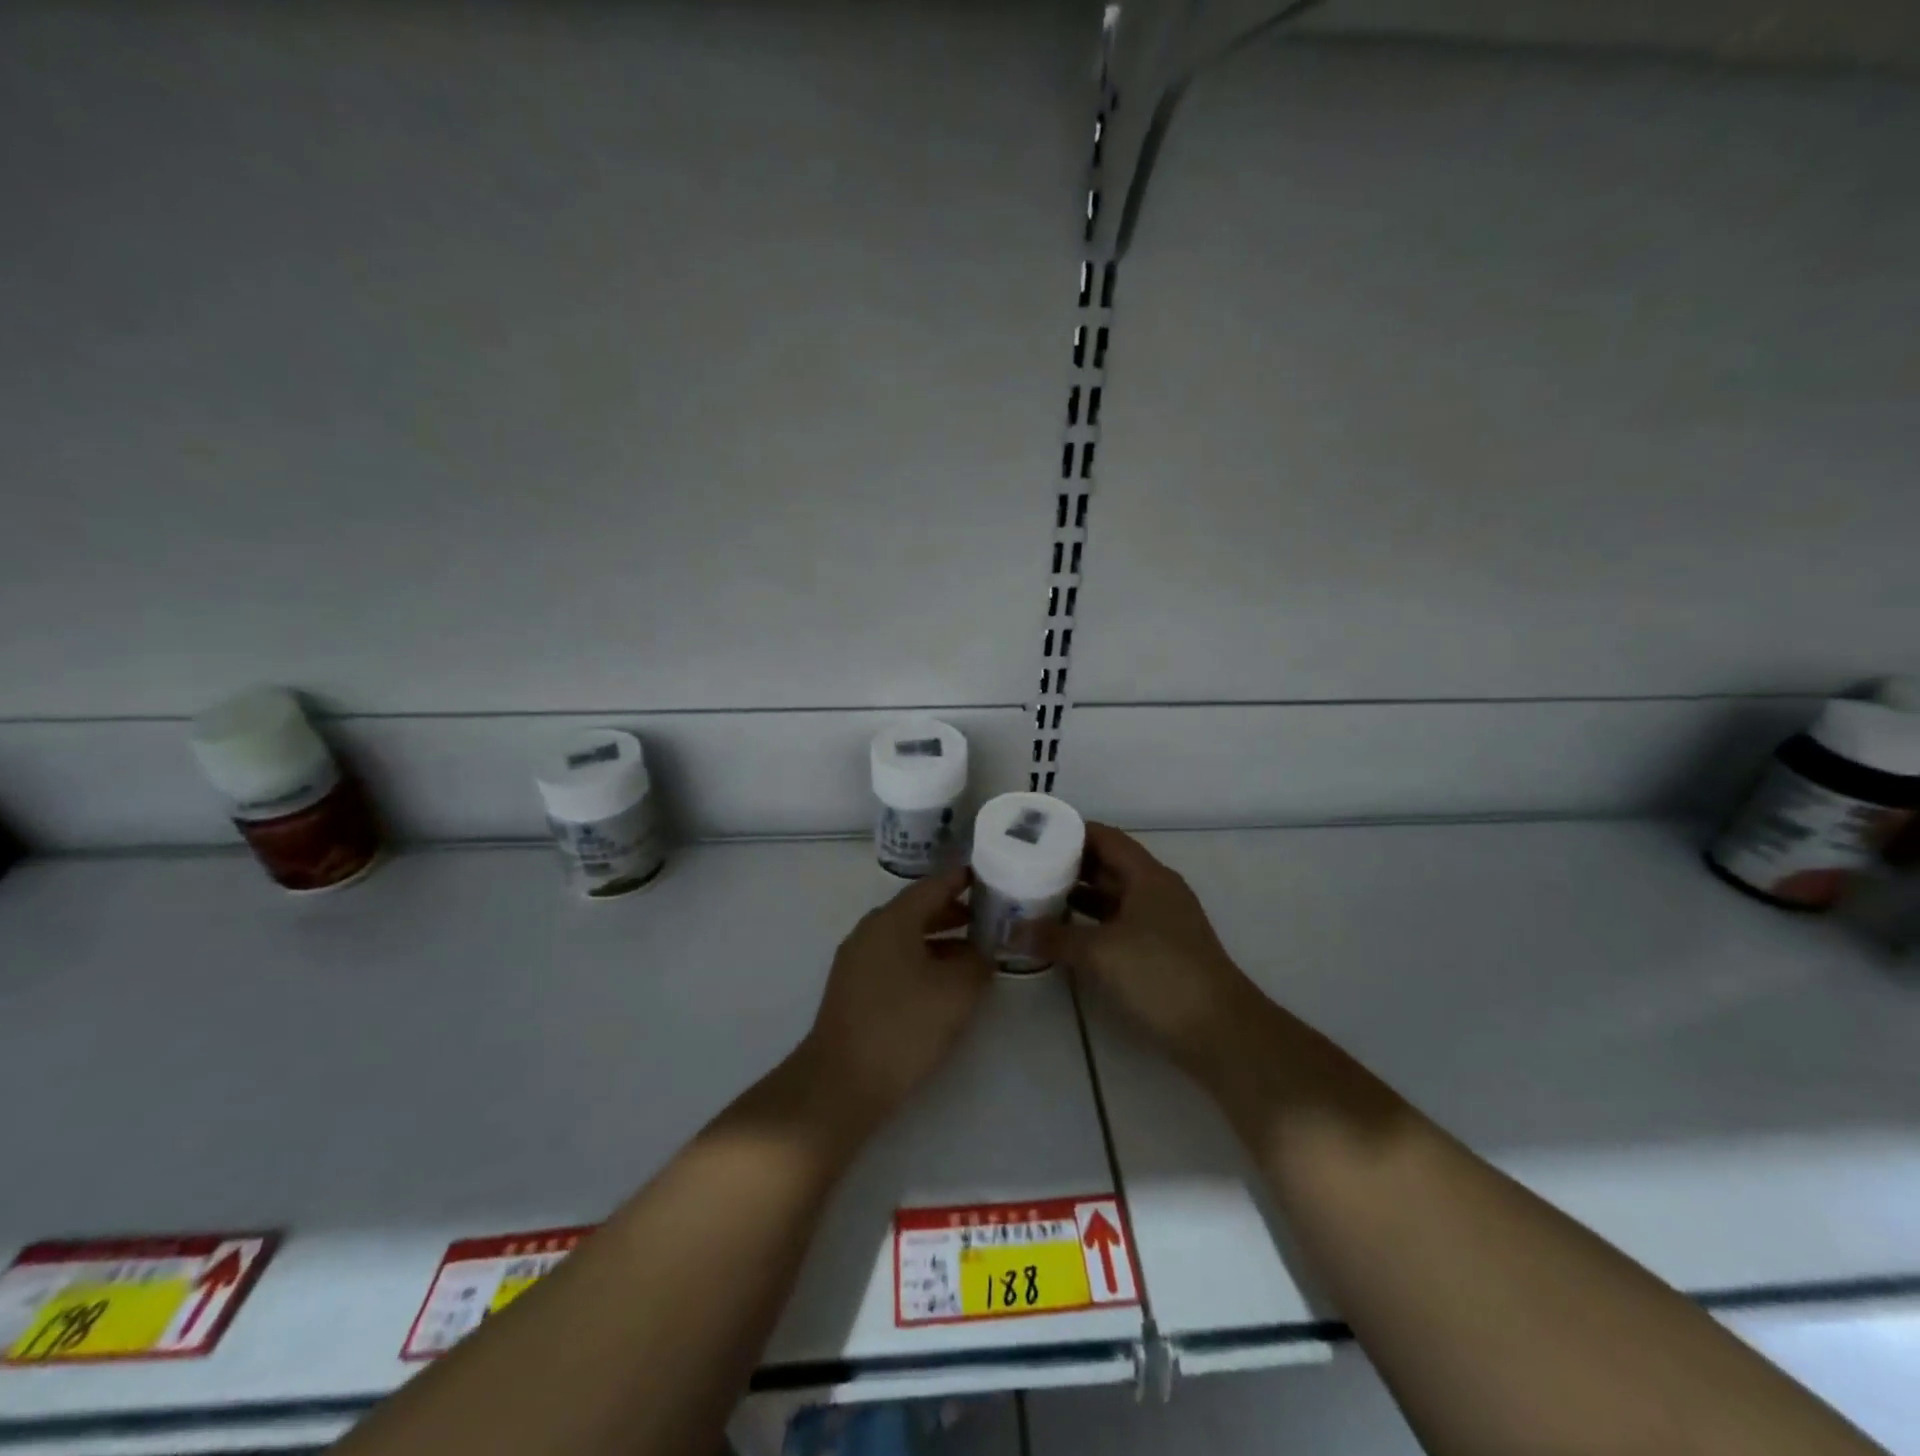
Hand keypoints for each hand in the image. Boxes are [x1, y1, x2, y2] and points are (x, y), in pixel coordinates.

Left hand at [799, 868, 994, 1130]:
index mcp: (892, 920)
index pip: (934, 885)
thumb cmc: (903, 1026)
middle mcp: (871, 930)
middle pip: (918, 909)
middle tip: (989, 917)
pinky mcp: (853, 988)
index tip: (990, 877)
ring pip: (906, 937)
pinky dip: (922, 960)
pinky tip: (943, 984)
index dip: (963, 880)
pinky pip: (894, 959)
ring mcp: (857, 960)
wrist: (842, 1081)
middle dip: (955, 912)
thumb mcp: (956, 991)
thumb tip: (983, 952)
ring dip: (940, 940)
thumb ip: (977, 962)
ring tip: (974, 953)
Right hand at [1022, 824, 1256, 1072]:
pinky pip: (1117, 924)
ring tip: (1036, 896)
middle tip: (1027, 866)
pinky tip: (1063, 934)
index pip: (1106, 837)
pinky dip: (1091, 924)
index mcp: (1148, 876)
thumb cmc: (1160, 975)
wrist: (1219, 1031)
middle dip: (1069, 864)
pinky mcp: (1159, 952)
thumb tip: (1010, 931)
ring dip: (1078, 896)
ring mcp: (1160, 922)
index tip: (1034, 835)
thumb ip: (1054, 938)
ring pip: (1112, 897)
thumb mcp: (1100, 953)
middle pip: (1108, 865)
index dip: (1071, 832)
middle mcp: (1156, 891)